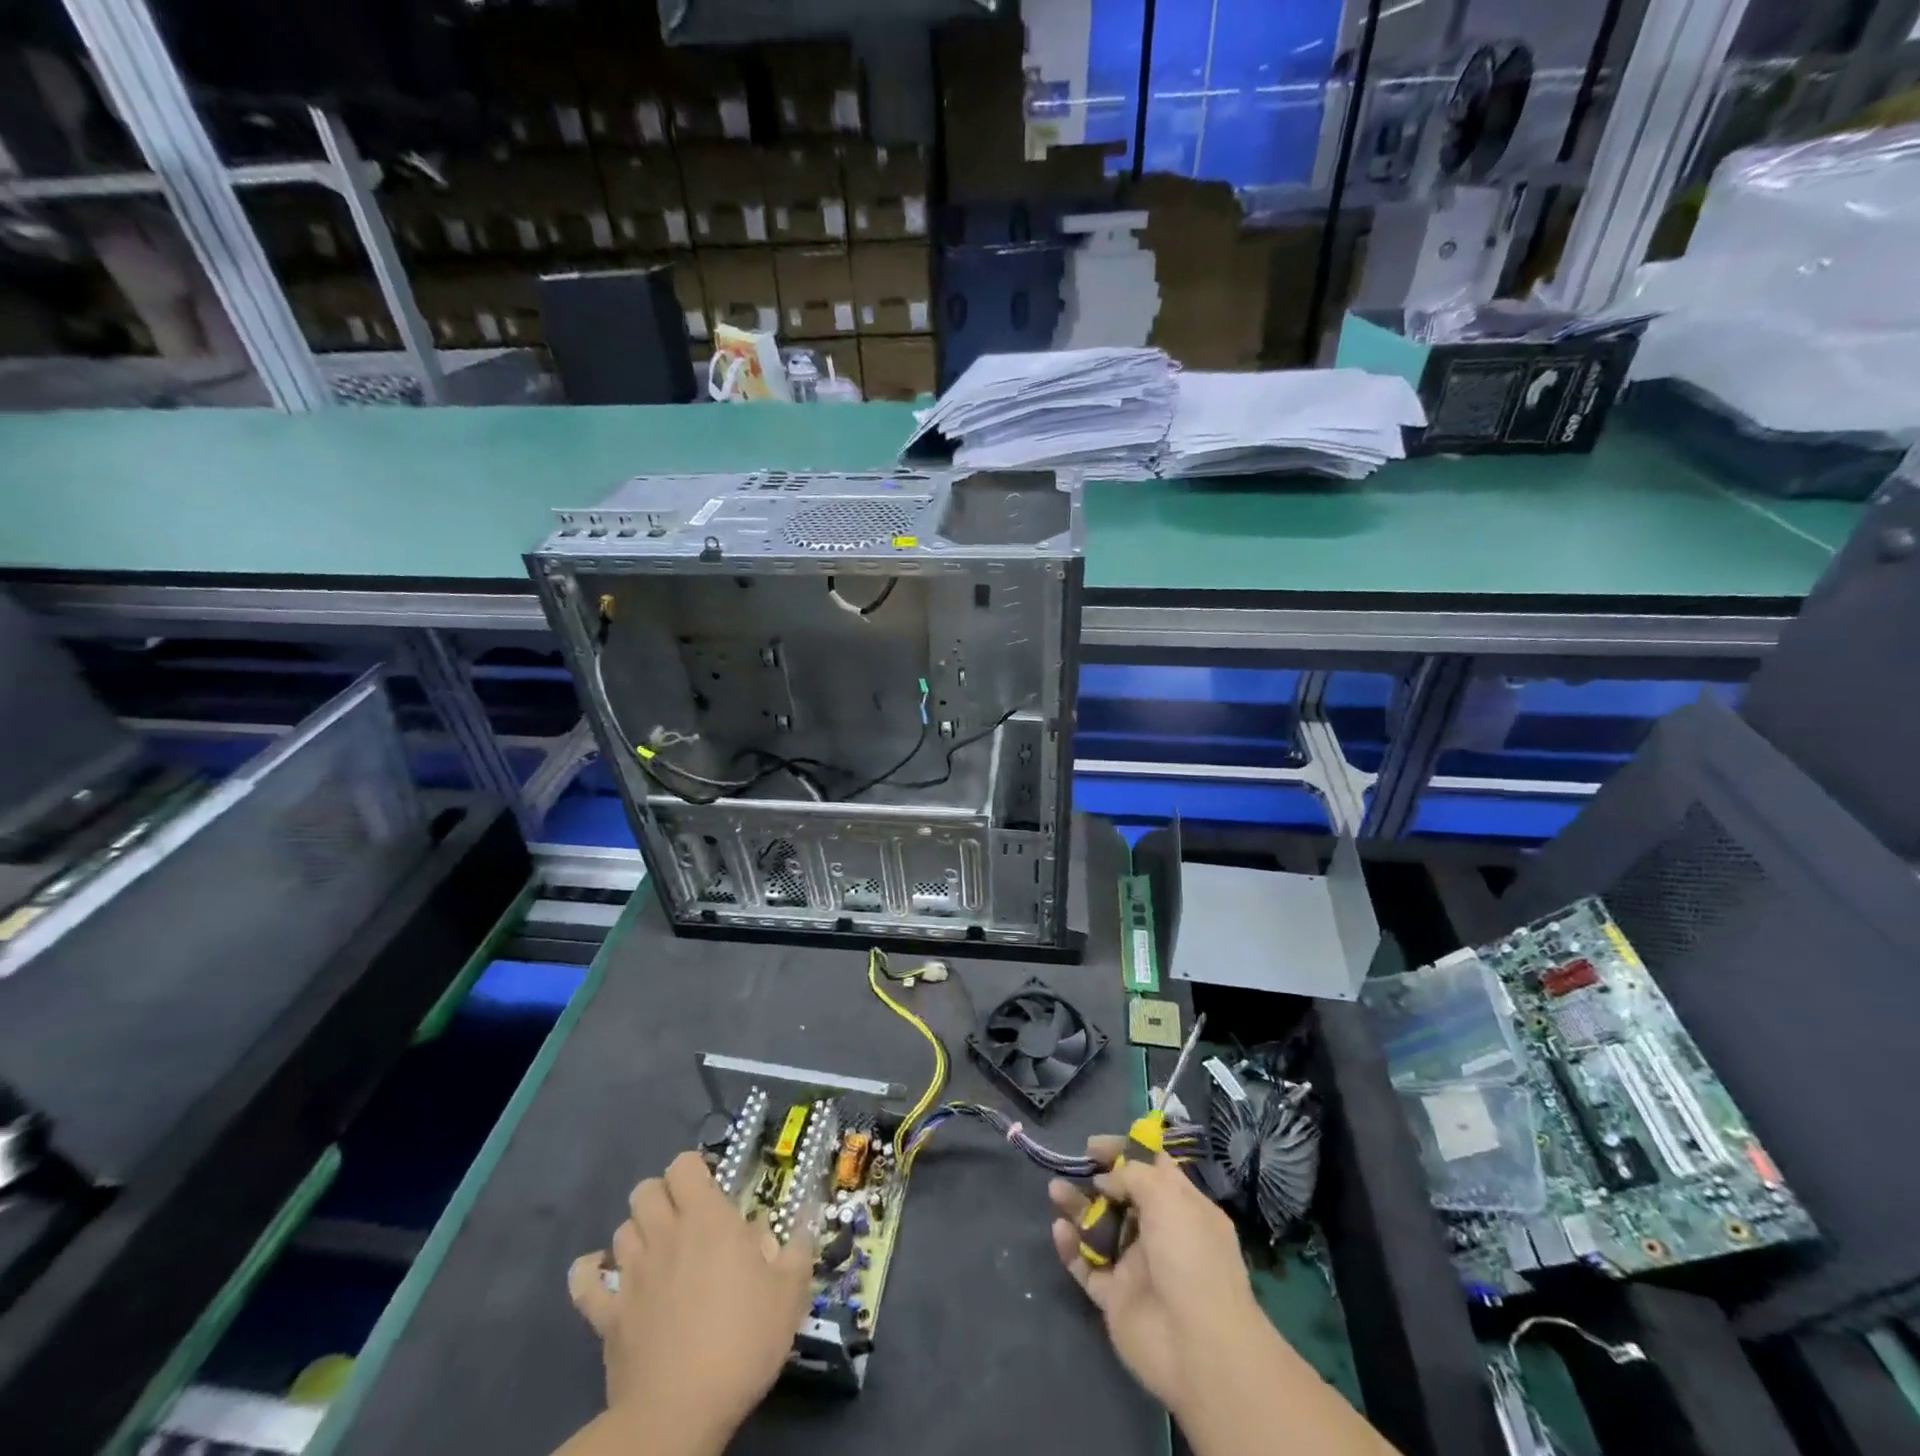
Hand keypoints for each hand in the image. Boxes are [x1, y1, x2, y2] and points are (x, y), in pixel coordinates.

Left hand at [569, 1151, 811, 1448]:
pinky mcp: (605, 1316)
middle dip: (663, 1196)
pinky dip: (591, 1272)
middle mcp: (664, 1235)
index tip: (713, 1190)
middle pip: (645, 1190)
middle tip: (687, 1220)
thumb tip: (796, 1223)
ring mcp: (630, 1275)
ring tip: (658, 1252)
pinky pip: (584, 1281)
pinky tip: (605, 1276)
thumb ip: (794, 1249)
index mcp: (707, 1219)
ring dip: (639, 1232)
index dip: (695, 1170)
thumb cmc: (741, 1342)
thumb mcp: (789, 1293)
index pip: (684, 1165)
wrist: (679, 1414)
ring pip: (621, 1228)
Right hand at [1048, 1136, 1265, 1417]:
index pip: (1153, 1168)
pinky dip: (1071, 1247)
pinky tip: (1059, 1230)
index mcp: (1184, 1208)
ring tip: (1054, 1190)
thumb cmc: (1189, 1256)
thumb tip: (1106, 1181)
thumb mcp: (1166, 1195)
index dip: (1124, 1150)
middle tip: (1074, 1166)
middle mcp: (1162, 1234)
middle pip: (1122, 1196)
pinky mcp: (1117, 1299)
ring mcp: (1138, 1267)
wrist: (1197, 1347)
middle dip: (1096, 1178)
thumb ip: (1131, 1175)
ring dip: (1077, 1206)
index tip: (1093, 1145)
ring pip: (1100, 1228)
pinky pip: (1088, 1266)